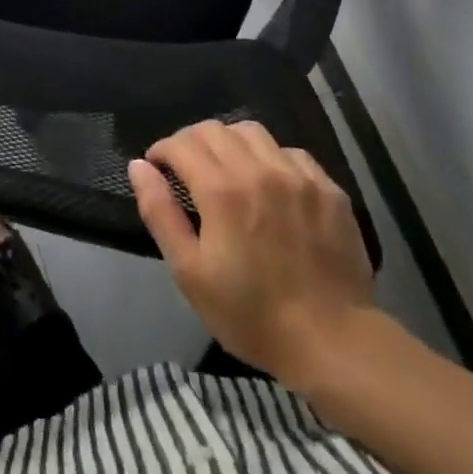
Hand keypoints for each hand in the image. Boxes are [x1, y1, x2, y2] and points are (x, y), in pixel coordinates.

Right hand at [130, 119, 375, 384]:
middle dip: (191, 142)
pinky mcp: (328, 189)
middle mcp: (258, 169)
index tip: (158, 169)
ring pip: (252, 131)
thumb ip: (160, 213)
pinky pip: (291, 152)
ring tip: (228, 169)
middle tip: (188, 170)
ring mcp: (297, 176)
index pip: (181, 143)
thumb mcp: (190, 273)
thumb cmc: (252, 314)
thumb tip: (139, 166)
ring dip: (230, 142)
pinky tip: (271, 184)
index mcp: (221, 189)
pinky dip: (271, 158)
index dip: (162, 151)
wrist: (333, 344)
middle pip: (214, 129)